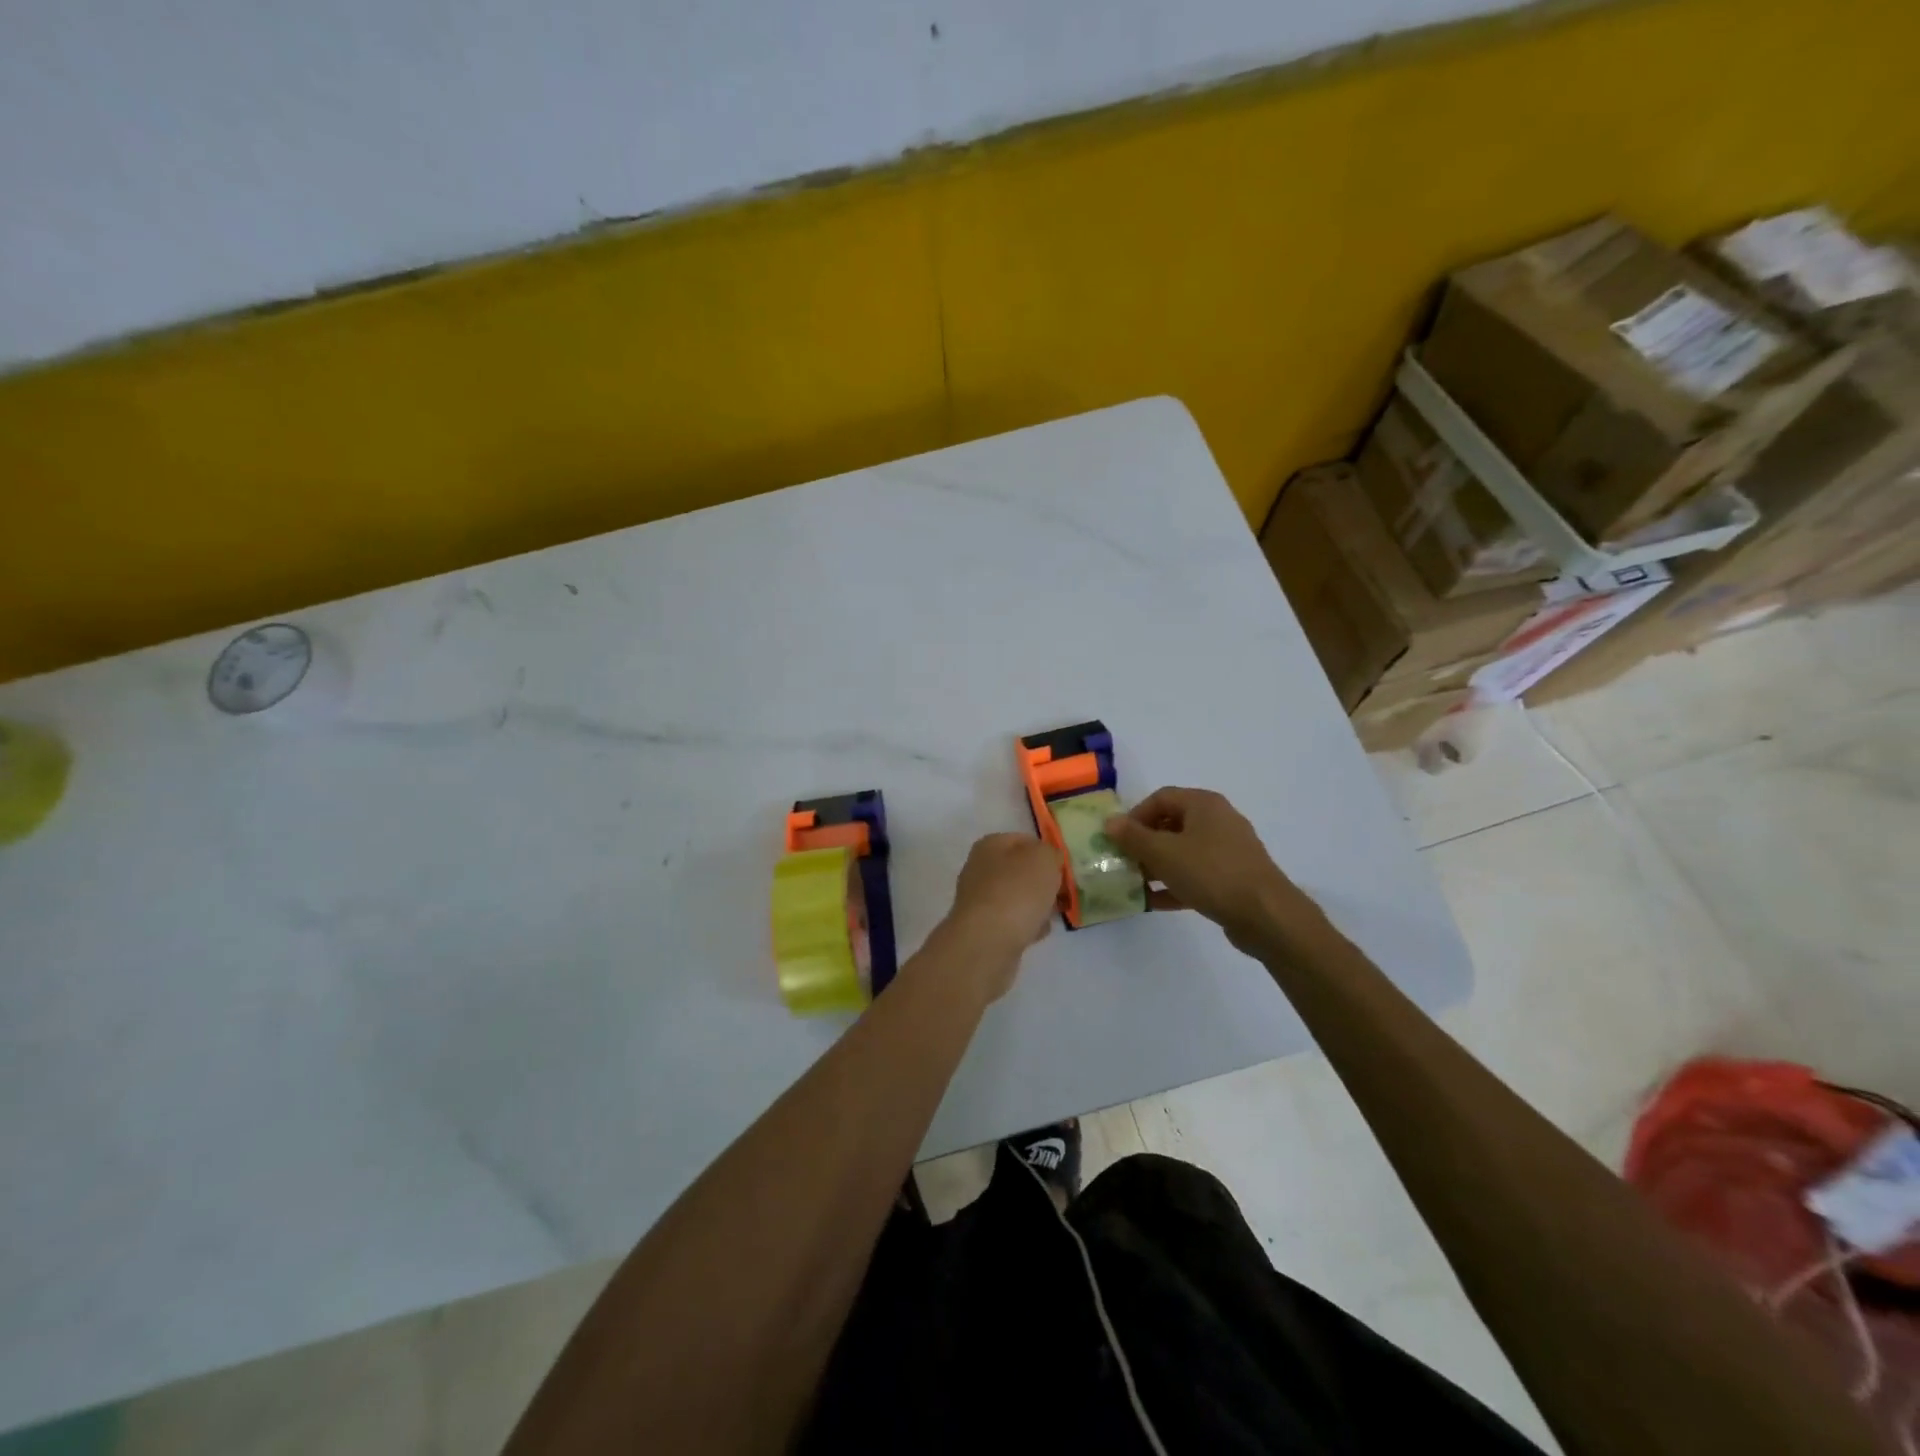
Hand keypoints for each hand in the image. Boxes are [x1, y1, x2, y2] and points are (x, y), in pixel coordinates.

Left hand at [940, 833, 1060, 997]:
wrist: (988, 942)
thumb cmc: (1017, 891)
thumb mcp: (1044, 859)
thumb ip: (1050, 853)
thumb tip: (1048, 860)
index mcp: (990, 845)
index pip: (1023, 840)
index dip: (1046, 851)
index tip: (1063, 868)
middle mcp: (979, 869)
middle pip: (1019, 870)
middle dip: (1042, 881)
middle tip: (1061, 892)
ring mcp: (979, 900)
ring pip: (1016, 897)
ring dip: (1036, 905)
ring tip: (1053, 914)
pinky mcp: (983, 929)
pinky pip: (1012, 922)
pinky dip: (1026, 926)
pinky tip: (1038, 933)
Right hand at [1103, 787, 1323, 952]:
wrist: (1266, 914)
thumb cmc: (1210, 872)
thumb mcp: (1163, 853)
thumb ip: (1133, 837)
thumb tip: (1110, 822)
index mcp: (1203, 804)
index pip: (1161, 798)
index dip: (1135, 815)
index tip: (1118, 839)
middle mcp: (1218, 820)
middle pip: (1171, 824)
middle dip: (1144, 843)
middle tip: (1124, 862)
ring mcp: (1228, 850)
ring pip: (1183, 851)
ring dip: (1157, 865)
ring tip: (1135, 884)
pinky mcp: (1233, 878)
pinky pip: (1196, 874)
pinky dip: (1175, 883)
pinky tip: (1154, 902)